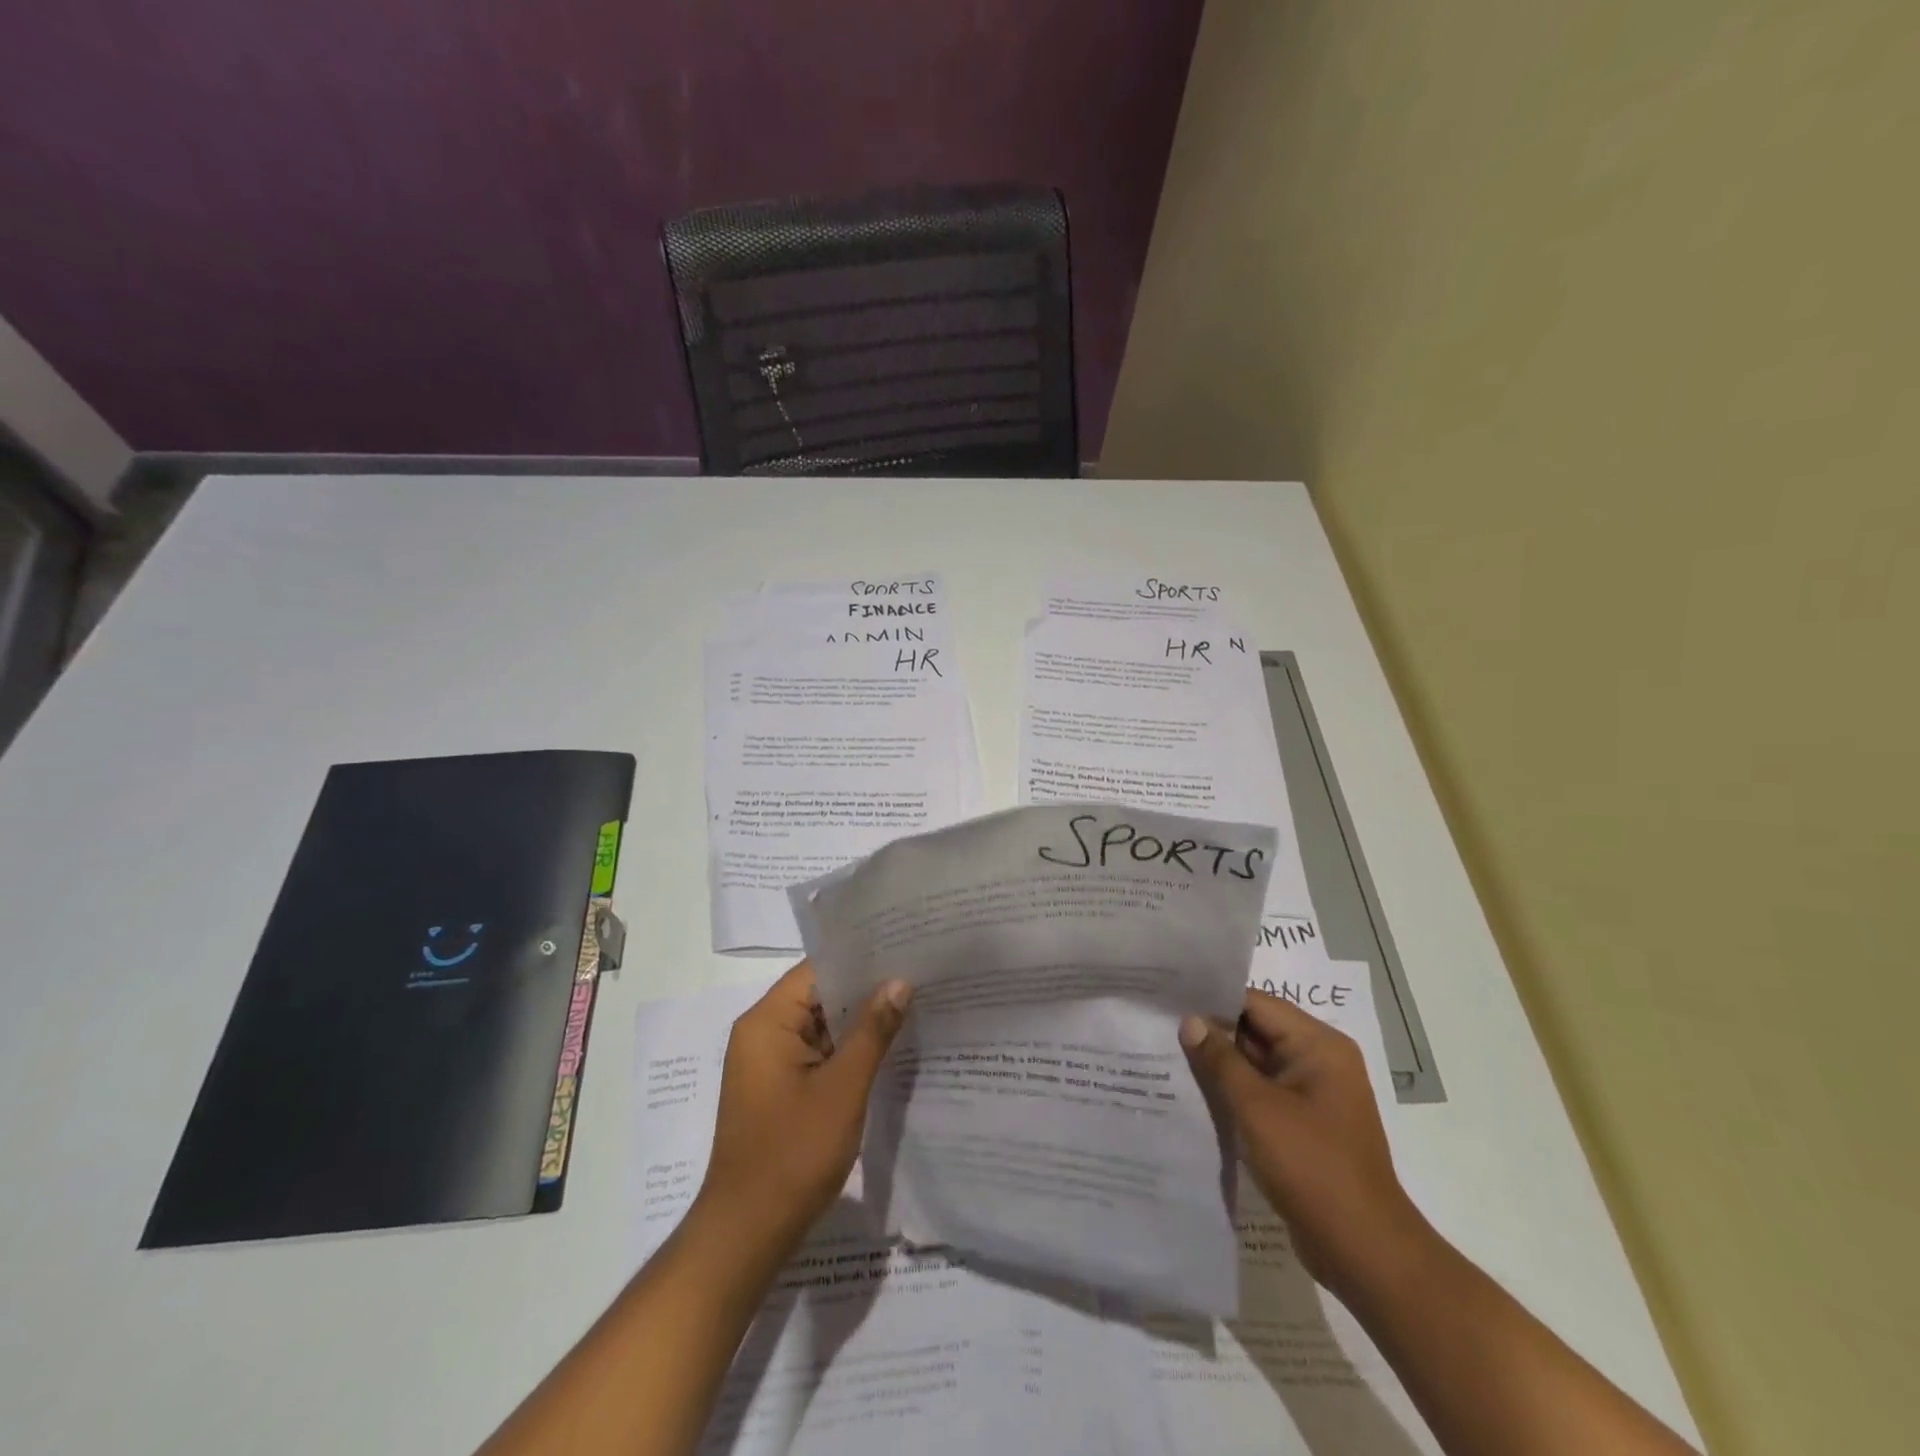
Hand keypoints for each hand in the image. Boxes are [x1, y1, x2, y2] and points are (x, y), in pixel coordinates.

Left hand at [696, 960, 912, 1254]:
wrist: (746, 1235)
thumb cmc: (792, 1155)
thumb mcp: (842, 1089)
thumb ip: (872, 1032)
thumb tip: (899, 981)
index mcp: (766, 1022)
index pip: (817, 969)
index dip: (861, 957)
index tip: (904, 949)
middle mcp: (762, 1033)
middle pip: (819, 995)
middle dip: (866, 990)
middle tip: (920, 976)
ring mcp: (768, 1063)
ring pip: (821, 1026)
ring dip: (859, 1023)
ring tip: (914, 1006)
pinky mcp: (778, 1089)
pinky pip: (817, 1054)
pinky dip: (847, 1051)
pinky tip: (888, 1050)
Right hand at [1180, 988, 1430, 1299]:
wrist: (1362, 1251)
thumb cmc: (1311, 1167)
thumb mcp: (1257, 1107)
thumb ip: (1220, 1060)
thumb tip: (1190, 1021)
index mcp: (1318, 1046)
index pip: (1257, 1004)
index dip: (1213, 1000)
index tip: (1169, 997)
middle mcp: (1319, 1062)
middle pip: (1256, 1031)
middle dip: (1212, 1032)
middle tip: (1160, 1025)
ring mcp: (1312, 1096)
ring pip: (1256, 1064)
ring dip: (1219, 1064)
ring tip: (1167, 1054)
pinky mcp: (1303, 1125)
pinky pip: (1261, 1094)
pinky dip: (1233, 1092)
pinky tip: (1194, 1093)